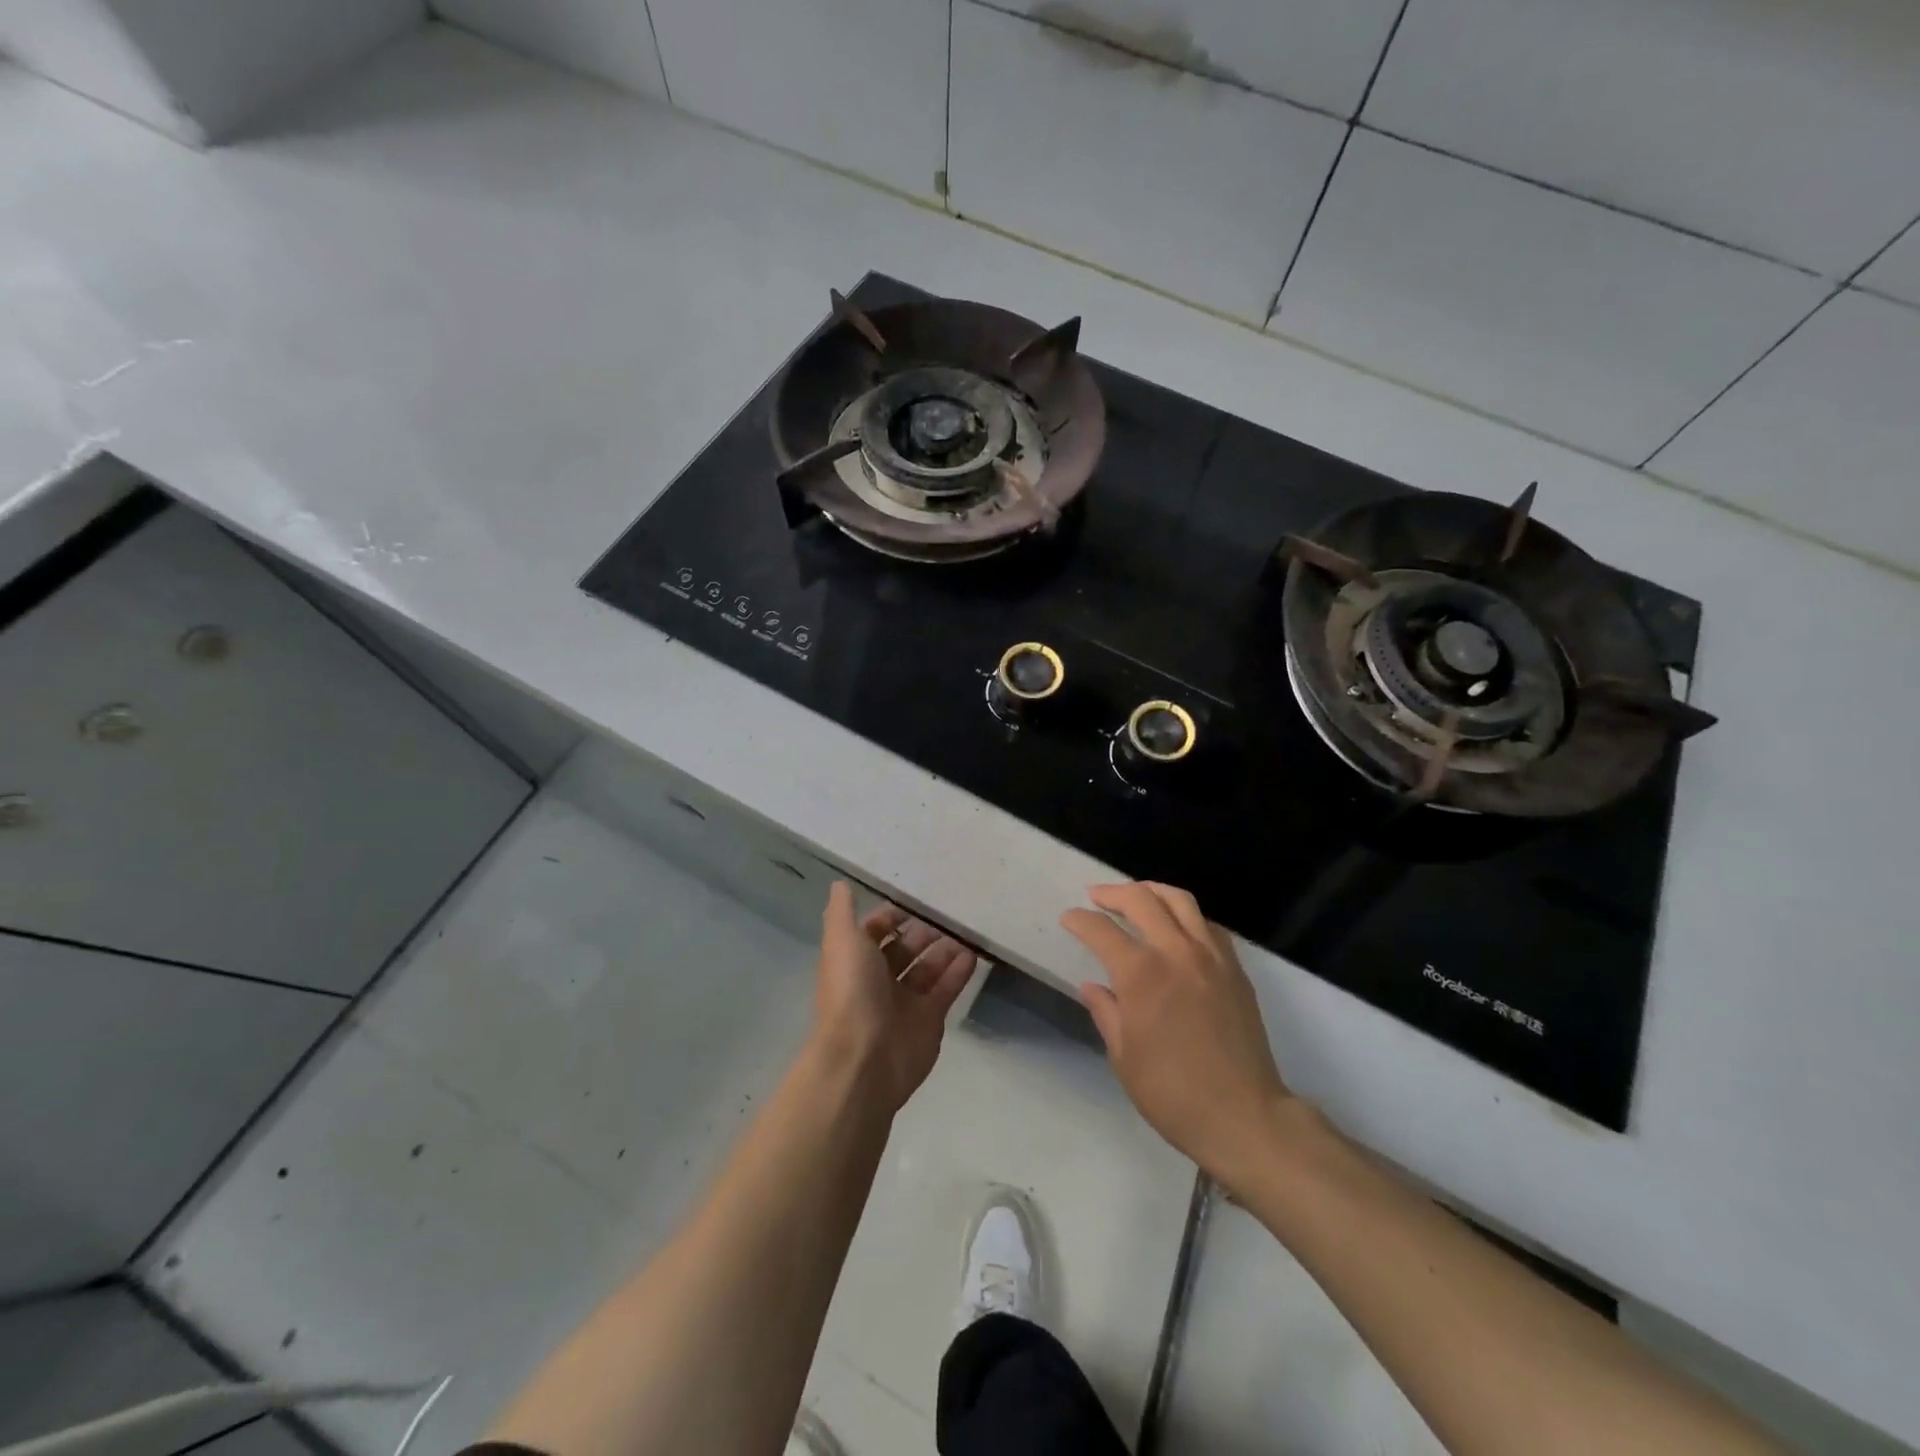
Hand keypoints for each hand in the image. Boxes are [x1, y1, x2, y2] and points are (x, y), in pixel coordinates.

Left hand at [811, 882, 978, 1114]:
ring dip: (945, 950)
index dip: (892, 917)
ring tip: (966, 933)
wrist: (863, 1058)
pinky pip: (946, 990)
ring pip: (928, 969)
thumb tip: (839, 884)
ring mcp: (905, 1002)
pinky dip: (959, 972)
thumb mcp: (841, 941)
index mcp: (856, 960)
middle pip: (904, 950)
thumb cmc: (851, 992)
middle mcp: (879, 980)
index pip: (876, 931)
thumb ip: (842, 912)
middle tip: (948, 915)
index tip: (916, 901)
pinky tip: (973, 955)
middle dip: (923, 933)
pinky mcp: (929, 1020)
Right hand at [1063, 882, 1291, 1188]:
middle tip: (1096, 896)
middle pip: (1142, 900)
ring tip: (1137, 896)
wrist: (1244, 1116)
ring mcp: (1211, 957)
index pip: (1101, 931)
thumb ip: (1106, 1012)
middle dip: (1113, 893)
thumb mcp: (1124, 1057)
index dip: (1080, 920)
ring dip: (1152, 891)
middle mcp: (1176, 952)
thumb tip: (1092, 986)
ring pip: (1180, 901)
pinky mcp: (1235, 969)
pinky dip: (1186, 915)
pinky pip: (1208, 925)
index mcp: (1141, 974)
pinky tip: (1177, 926)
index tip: (1068, 918)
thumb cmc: (1173, 1093)